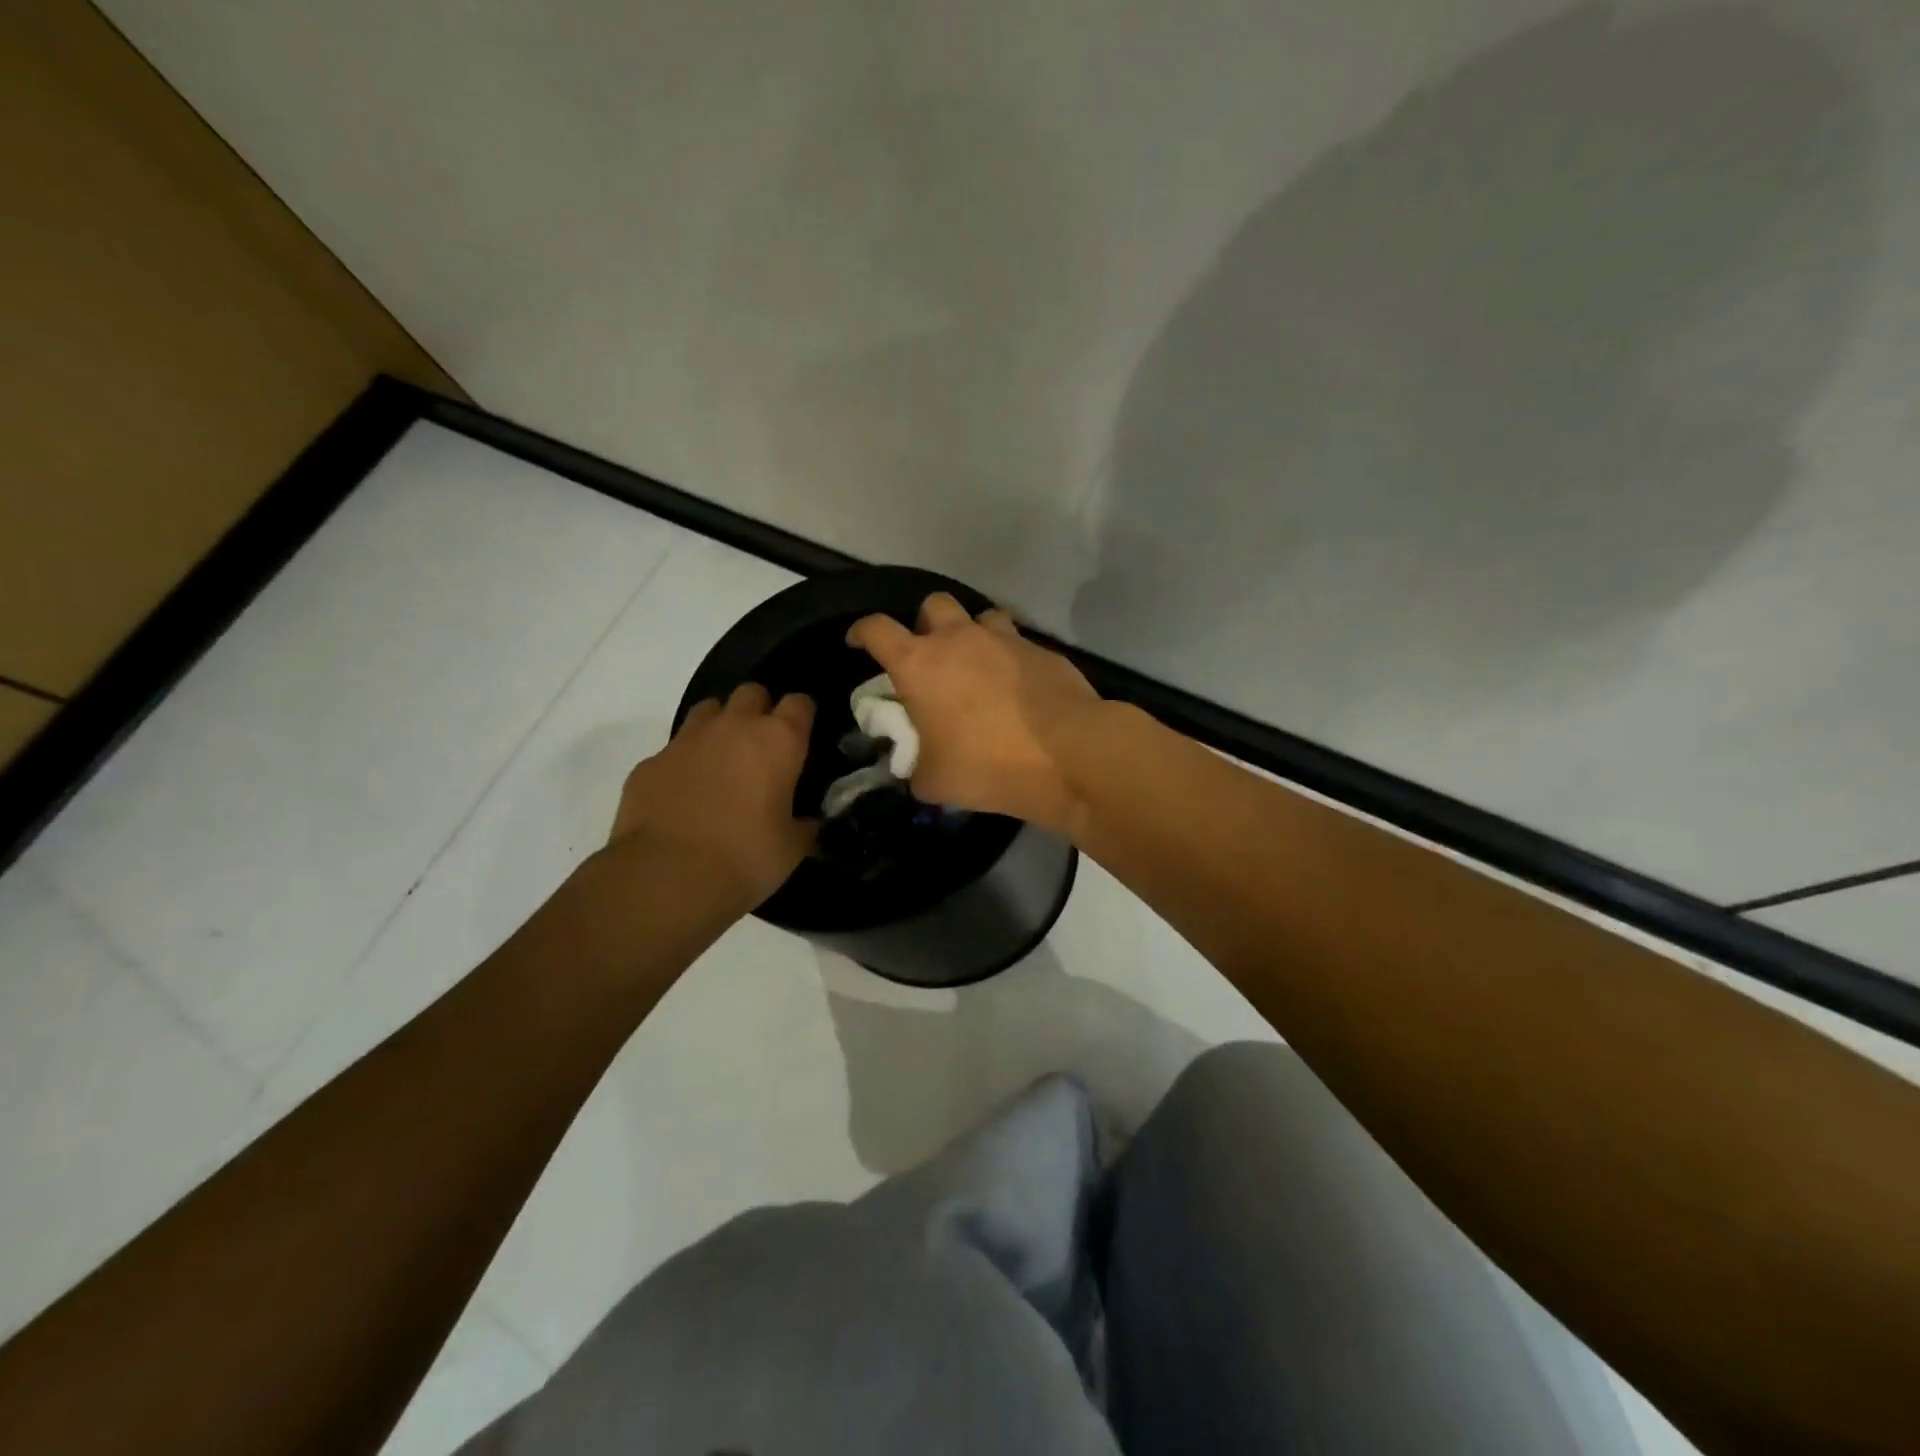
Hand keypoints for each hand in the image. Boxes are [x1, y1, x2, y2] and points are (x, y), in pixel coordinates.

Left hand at [606, 684, 816, 908]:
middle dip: (760, 711)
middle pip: (751, 693)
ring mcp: (687, 740)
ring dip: (720, 727)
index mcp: (778, 741)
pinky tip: (685, 795)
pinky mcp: (650, 762)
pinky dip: (684, 763)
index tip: (803, 738)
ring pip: (709, 710)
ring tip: (723, 762)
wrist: (666, 877)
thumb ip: (805, 825)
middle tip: (763, 748)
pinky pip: (674, 749)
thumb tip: (808, 821)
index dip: (803, 716)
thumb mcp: (792, 848)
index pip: (799, 703)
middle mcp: (733, 727)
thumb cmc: (745, 858)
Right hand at [846, 593, 1105, 834]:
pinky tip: (1016, 686)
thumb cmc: (988, 766)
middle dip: (924, 624)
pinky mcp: (1042, 650)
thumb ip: (916, 767)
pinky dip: (1008, 657)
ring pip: (979, 616)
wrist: (1067, 754)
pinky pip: (1016, 642)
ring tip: (977, 666)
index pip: (876, 629)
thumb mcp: (934, 782)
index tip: (858, 643)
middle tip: (929, 657)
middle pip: (932, 604)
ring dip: (971, 635)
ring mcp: (1005, 639)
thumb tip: (919, 767)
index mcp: (920, 664)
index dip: (861, 632)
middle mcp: (959, 639)